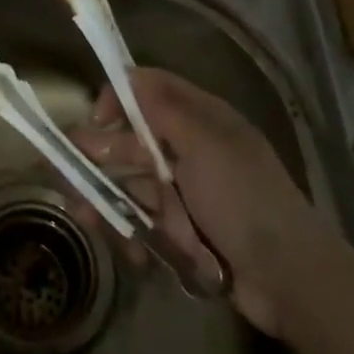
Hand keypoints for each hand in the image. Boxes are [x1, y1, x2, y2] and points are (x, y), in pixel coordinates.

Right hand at [71, 68, 323, 340]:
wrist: (289, 277)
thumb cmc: (243, 199)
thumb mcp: (204, 144)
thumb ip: (162, 110)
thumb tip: (128, 75)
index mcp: (201, 119)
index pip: (151, 91)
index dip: (120, 98)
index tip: (96, 119)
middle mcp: (191, 149)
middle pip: (135, 140)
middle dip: (101, 154)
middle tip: (64, 170)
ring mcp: (189, 191)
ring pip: (135, 183)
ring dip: (108, 198)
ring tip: (83, 217)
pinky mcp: (186, 229)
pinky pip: (148, 221)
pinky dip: (134, 232)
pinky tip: (130, 252)